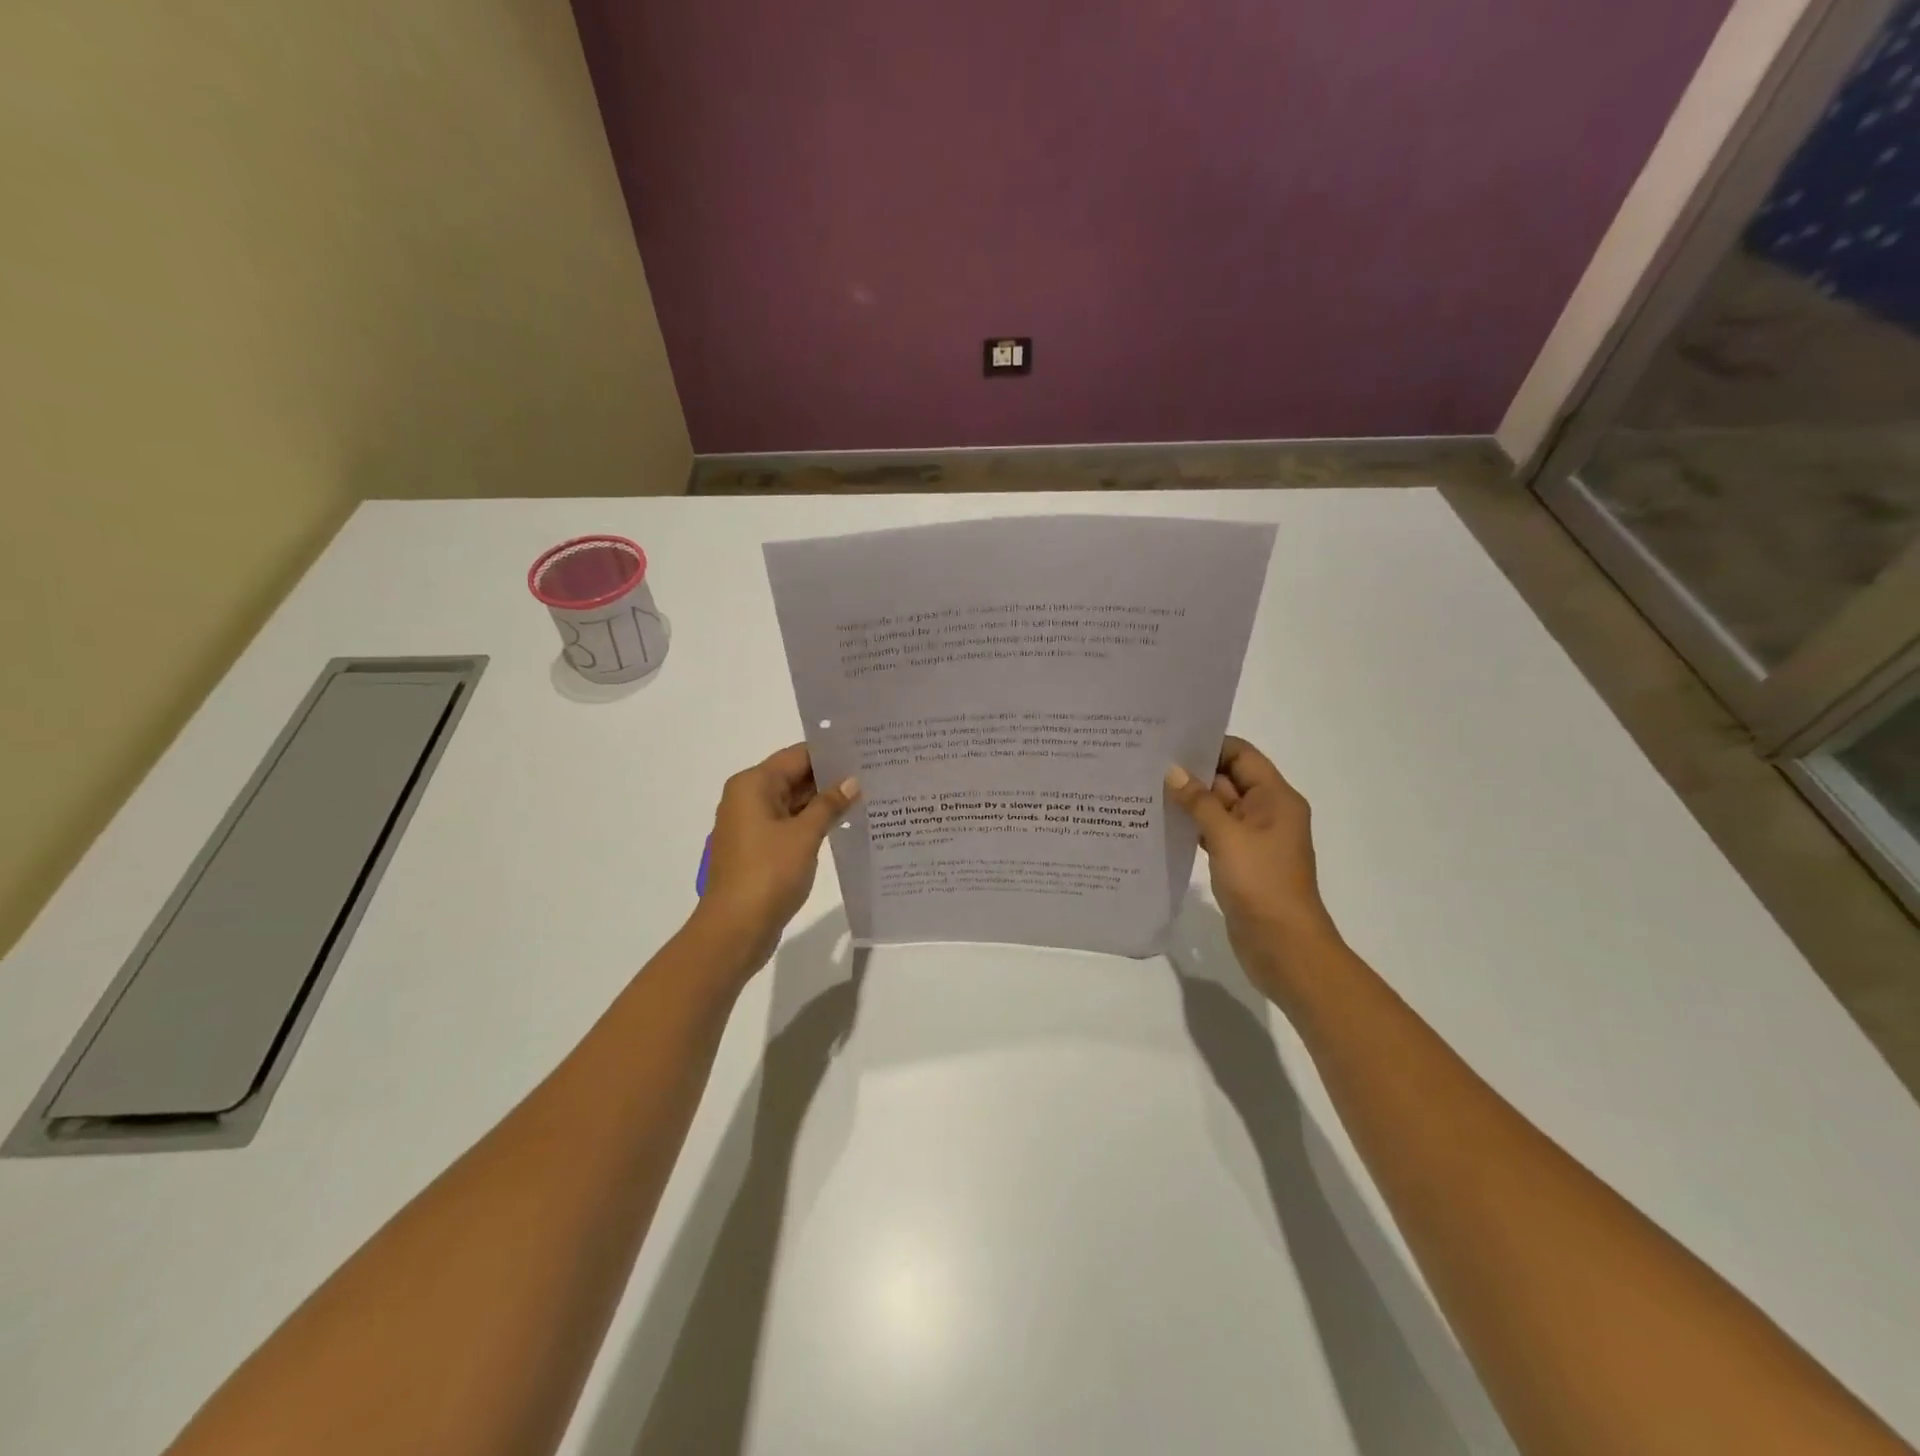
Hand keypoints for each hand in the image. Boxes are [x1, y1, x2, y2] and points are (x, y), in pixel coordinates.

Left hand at [692, 744, 859, 971]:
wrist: (734, 929)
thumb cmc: (767, 874)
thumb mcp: (804, 835)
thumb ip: (829, 804)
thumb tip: (852, 781)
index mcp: (753, 785)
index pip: (797, 755)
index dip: (830, 753)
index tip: (864, 750)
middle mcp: (748, 798)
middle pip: (794, 776)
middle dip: (830, 777)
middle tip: (872, 772)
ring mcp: (752, 825)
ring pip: (793, 802)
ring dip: (824, 801)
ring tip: (866, 795)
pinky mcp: (759, 849)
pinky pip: (790, 824)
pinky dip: (813, 822)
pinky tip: (844, 824)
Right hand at [1165, 737, 1340, 997]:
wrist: (1283, 945)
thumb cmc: (1261, 883)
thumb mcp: (1227, 836)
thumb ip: (1199, 801)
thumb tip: (1172, 771)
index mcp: (1275, 798)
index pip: (1241, 755)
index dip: (1209, 745)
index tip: (1169, 741)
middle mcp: (1267, 812)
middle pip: (1228, 779)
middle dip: (1192, 772)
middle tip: (1148, 763)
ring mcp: (1253, 839)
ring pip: (1217, 808)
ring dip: (1189, 801)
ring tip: (1146, 789)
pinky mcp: (1240, 861)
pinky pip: (1213, 833)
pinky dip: (1192, 827)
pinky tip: (1161, 823)